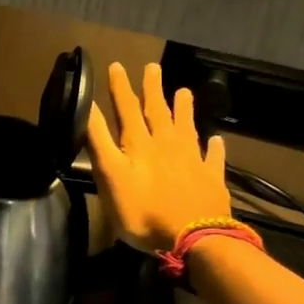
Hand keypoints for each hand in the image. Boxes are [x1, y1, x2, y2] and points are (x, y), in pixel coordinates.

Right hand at [87, 62, 233, 253]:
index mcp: (139, 144)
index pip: (126, 109)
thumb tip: (87, 108)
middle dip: (153, 89)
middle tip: (153, 67)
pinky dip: (213, 148)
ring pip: (186, 128)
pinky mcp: (211, 179)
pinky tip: (216, 141)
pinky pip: (213, 158)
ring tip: (184, 91)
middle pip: (158, 111)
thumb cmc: (143, 211)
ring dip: (183, 109)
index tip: (117, 66)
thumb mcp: (110, 176)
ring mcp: (192, 161)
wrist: (194, 238)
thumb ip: (98, 142)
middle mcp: (167, 145)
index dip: (120, 87)